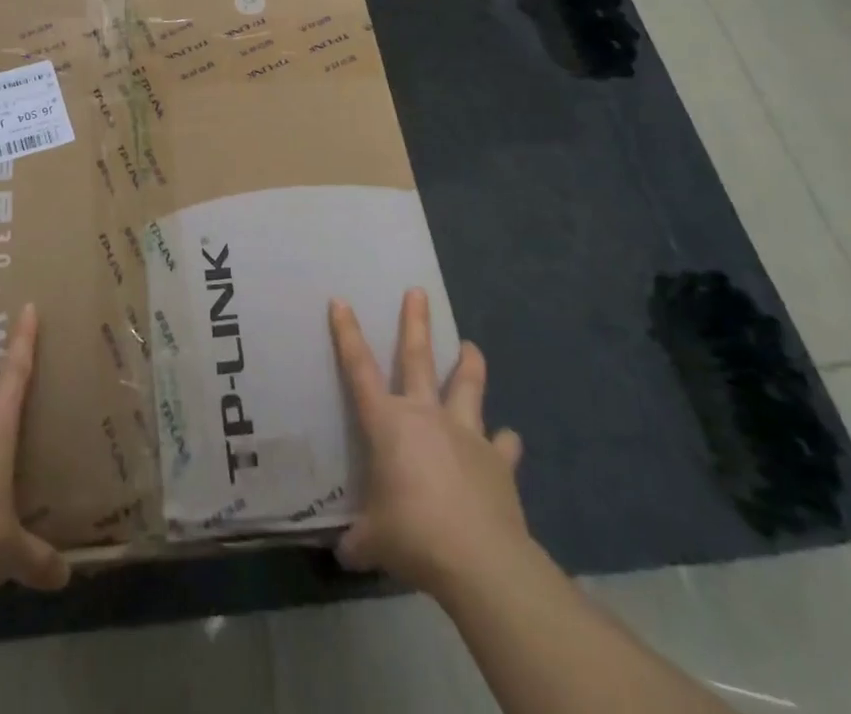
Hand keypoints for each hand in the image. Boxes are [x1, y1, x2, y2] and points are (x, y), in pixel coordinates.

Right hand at [330, 288, 531, 598]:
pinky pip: (504, 445)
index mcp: (388, 424)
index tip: (340, 301)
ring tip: (472, 346)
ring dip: (470, 365)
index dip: (347, 334)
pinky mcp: (499, 460)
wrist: (479, 559)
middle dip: (415, 322)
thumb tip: (345, 552)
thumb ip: (359, 540)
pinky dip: (505, 442)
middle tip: (418, 291)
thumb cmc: (413, 535)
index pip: (359, 369)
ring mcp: (466, 434)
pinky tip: (510, 439)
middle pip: (417, 358)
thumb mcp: (374, 540)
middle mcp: (426, 416)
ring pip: (468, 387)